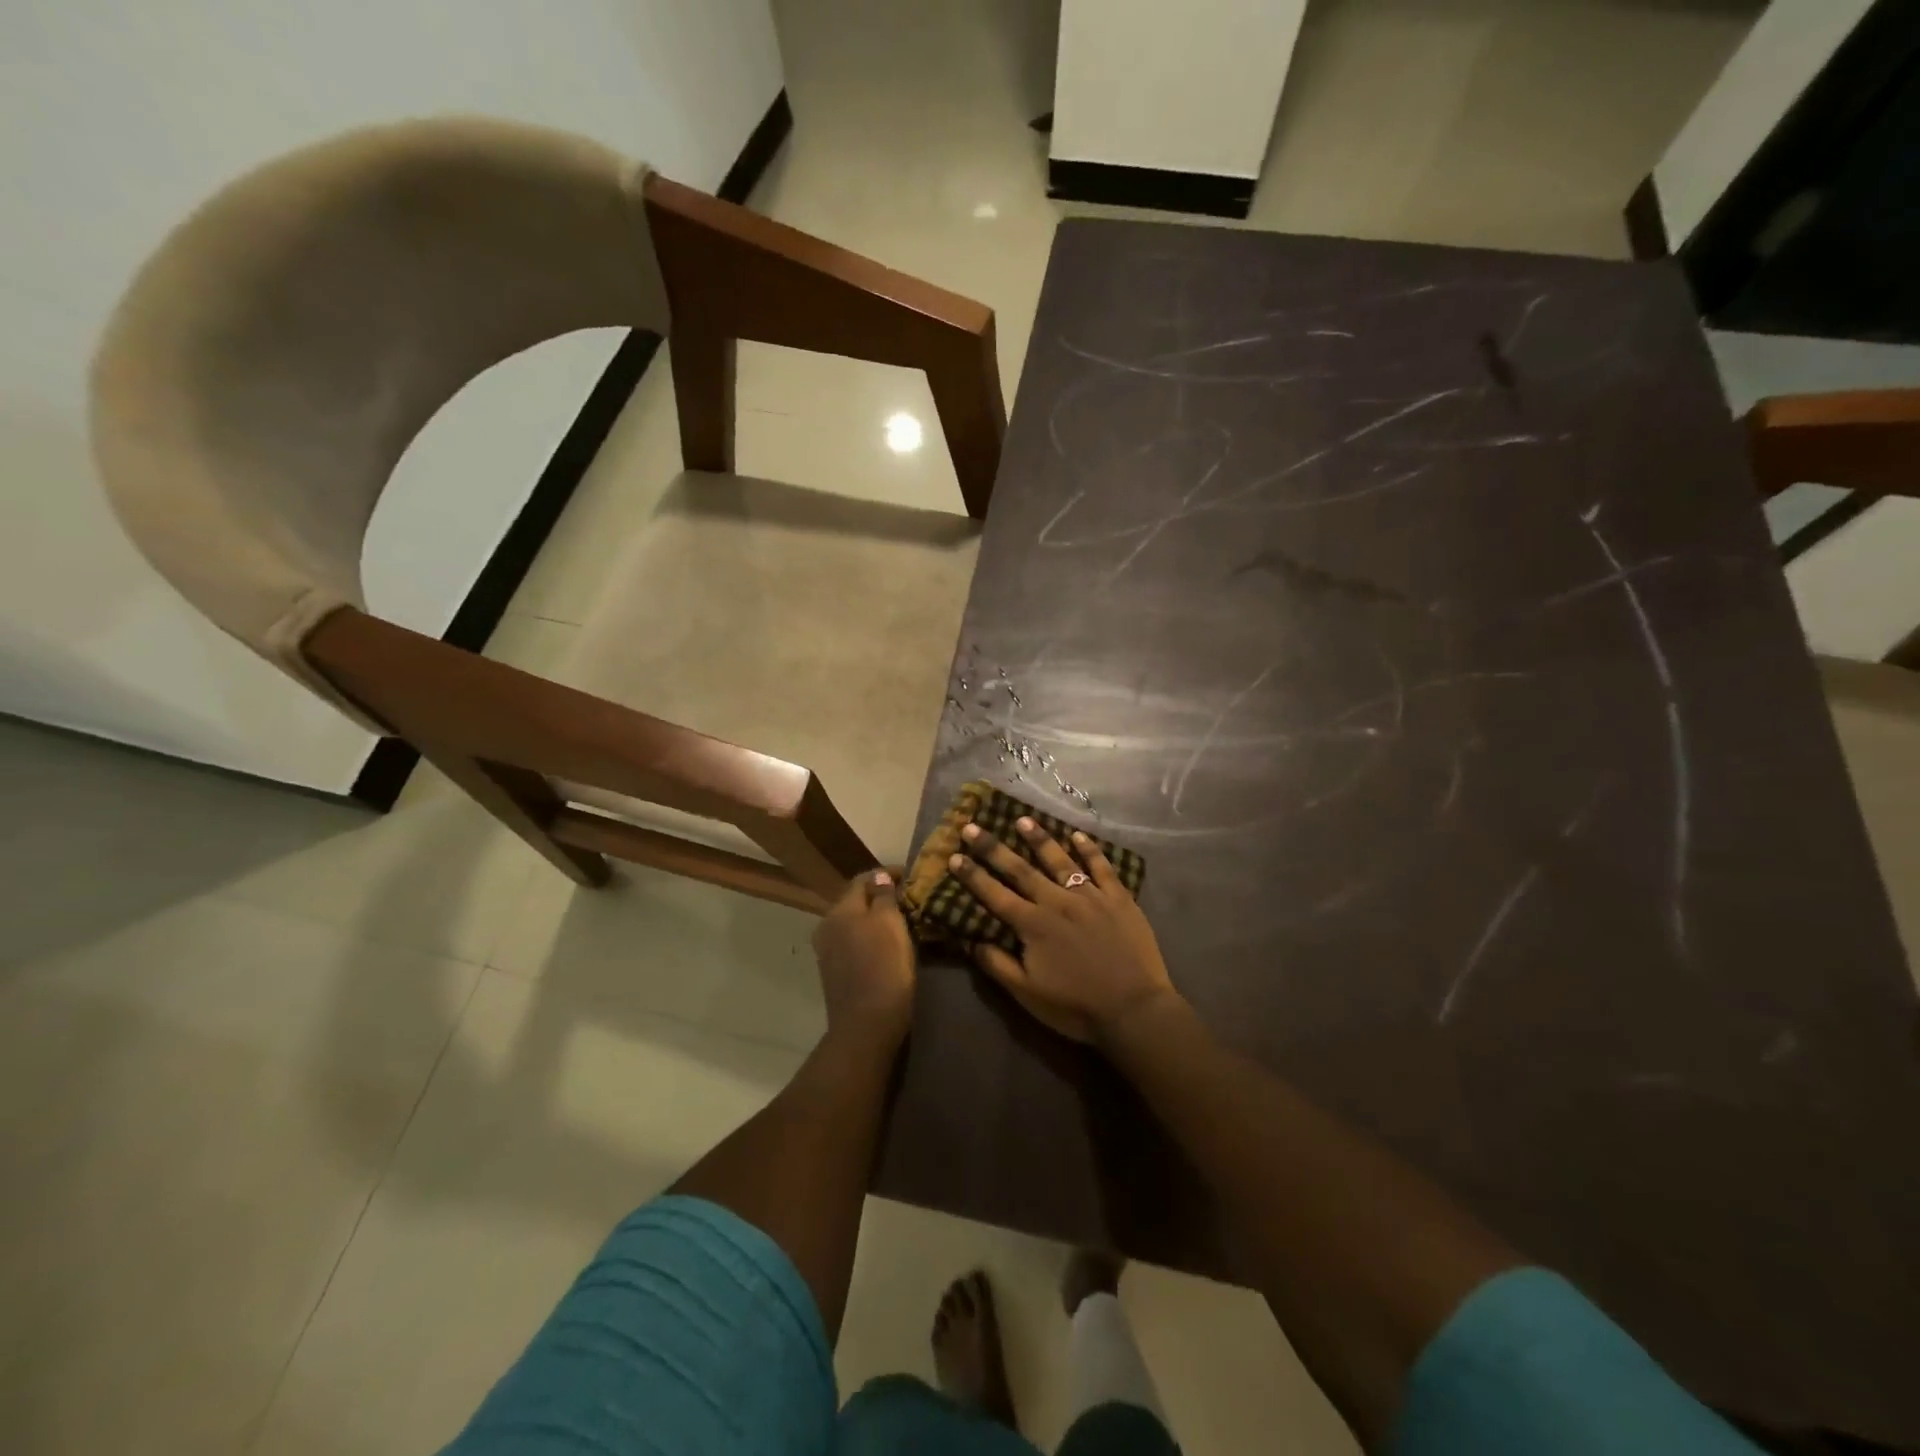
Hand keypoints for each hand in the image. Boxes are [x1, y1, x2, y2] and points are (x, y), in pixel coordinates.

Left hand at [813, 869, 915, 1047]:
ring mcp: (828, 951)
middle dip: (880, 896)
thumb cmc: (883, 968)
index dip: (886, 874)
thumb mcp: (890, 924)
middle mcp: (827, 926)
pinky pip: (854, 942)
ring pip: (854, 922)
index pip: (862, 879)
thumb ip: (884, 896)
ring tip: (902, 919)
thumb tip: (880, 877)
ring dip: (875, 917)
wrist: (866, 1026)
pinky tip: (887, 943)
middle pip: (855, 901)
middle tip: (908, 897)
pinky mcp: (835, 972)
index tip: (910, 875)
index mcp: (839, 910)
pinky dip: (870, 936)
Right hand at [950, 819, 1178, 1043]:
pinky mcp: (1118, 898)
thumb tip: (971, 941)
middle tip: (973, 827)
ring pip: (1059, 860)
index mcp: (1033, 925)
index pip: (995, 895)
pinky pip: (1101, 867)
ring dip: (1039, 839)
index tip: (954, 856)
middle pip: (1020, 869)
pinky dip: (1089, 849)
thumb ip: (998, 965)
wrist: (1134, 1009)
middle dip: (993, 848)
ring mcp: (1090, 896)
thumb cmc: (1076, 1007)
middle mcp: (1057, 902)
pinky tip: (1078, 835)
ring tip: (1022, 819)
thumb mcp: (1027, 995)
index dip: (973, 875)